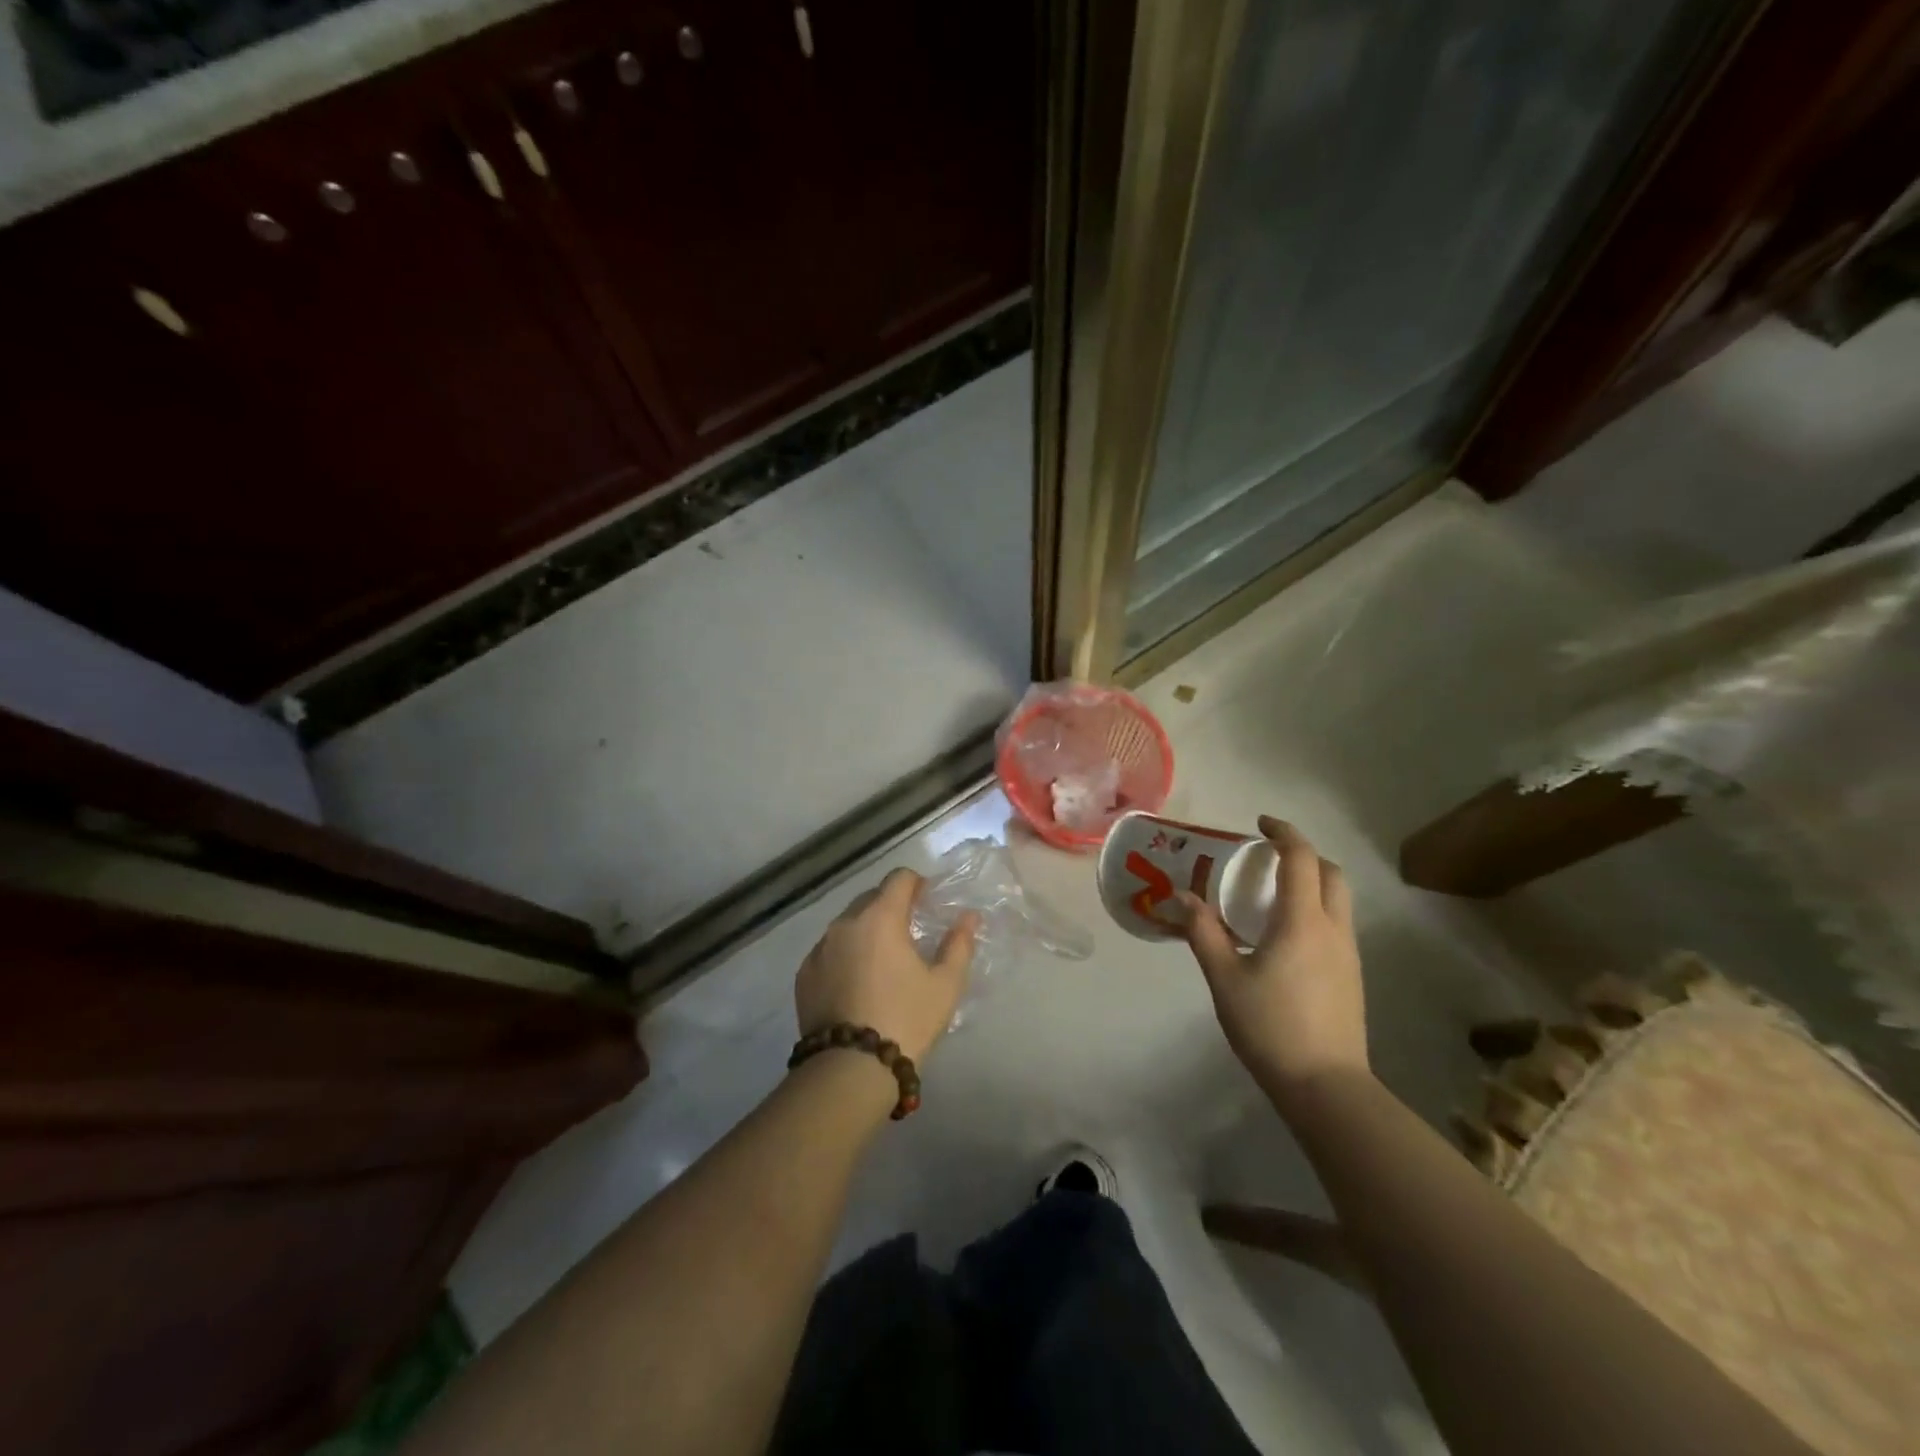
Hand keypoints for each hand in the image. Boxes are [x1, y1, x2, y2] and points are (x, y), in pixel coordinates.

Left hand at [795, 868, 975, 1063]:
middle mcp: (845, 924)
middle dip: (891, 906)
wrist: (851, 1068)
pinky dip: (844, 955)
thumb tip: (969, 917)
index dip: (916, 883)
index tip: (927, 901)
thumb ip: (959, 944)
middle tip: (909, 933)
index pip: (899, 878)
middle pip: (870, 898)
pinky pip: (829, 951)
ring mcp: (819, 948)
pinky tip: (856, 983)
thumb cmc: (906, 1019)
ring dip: (865, 931)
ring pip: (847, 925)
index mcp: (880, 917)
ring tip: (882, 961)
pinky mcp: (804, 974)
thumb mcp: (945, 985)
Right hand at [1182, 818, 1367, 1101]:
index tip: (1259, 824)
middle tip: (1267, 859)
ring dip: (1312, 883)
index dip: (1283, 833)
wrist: (1326, 1087)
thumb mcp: (1224, 978)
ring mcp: (1348, 954)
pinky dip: (1315, 910)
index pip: (1301, 859)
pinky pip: (1336, 925)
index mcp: (1303, 922)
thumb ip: (1202, 932)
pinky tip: (1284, 936)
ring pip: (1338, 900)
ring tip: (1271, 896)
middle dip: (1303, 855)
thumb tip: (1180, 897)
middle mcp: (1333, 929)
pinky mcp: (1352, 976)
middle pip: (1331, 873)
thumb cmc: (1271, 1027)